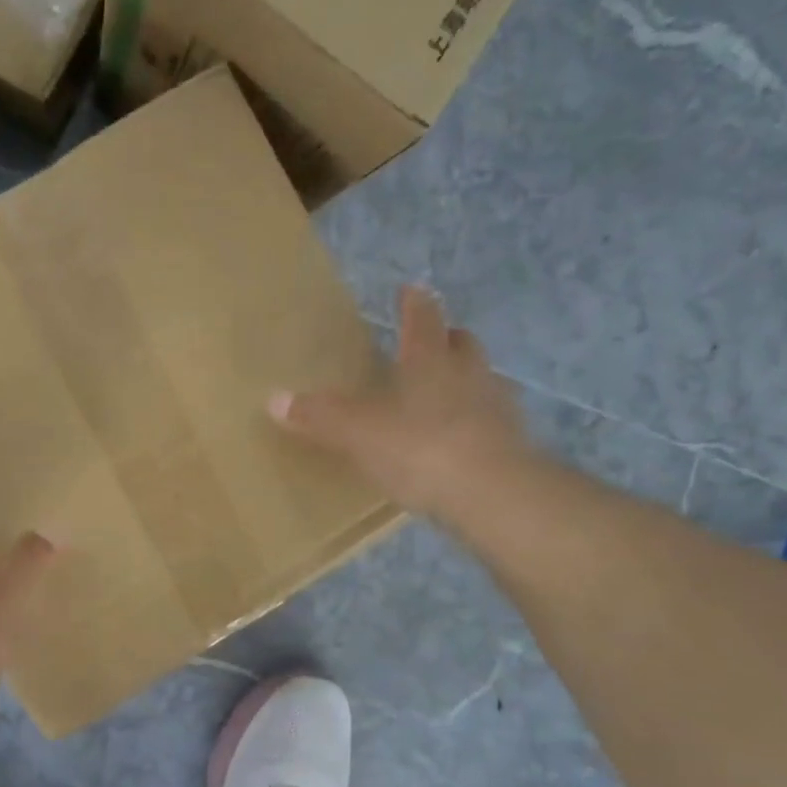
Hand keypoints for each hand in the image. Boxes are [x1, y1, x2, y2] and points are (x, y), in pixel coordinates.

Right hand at [269, 285, 540, 524]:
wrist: (493, 495)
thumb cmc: (420, 449)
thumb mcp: (358, 433)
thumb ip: (320, 417)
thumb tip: (274, 399)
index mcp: (430, 361)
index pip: (423, 320)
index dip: (415, 304)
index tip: (411, 291)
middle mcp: (468, 374)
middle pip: (461, 345)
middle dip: (446, 339)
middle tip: (432, 342)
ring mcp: (496, 408)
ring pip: (481, 380)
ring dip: (465, 380)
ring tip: (444, 395)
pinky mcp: (511, 445)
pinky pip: (490, 422)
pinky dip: (474, 423)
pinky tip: (459, 442)